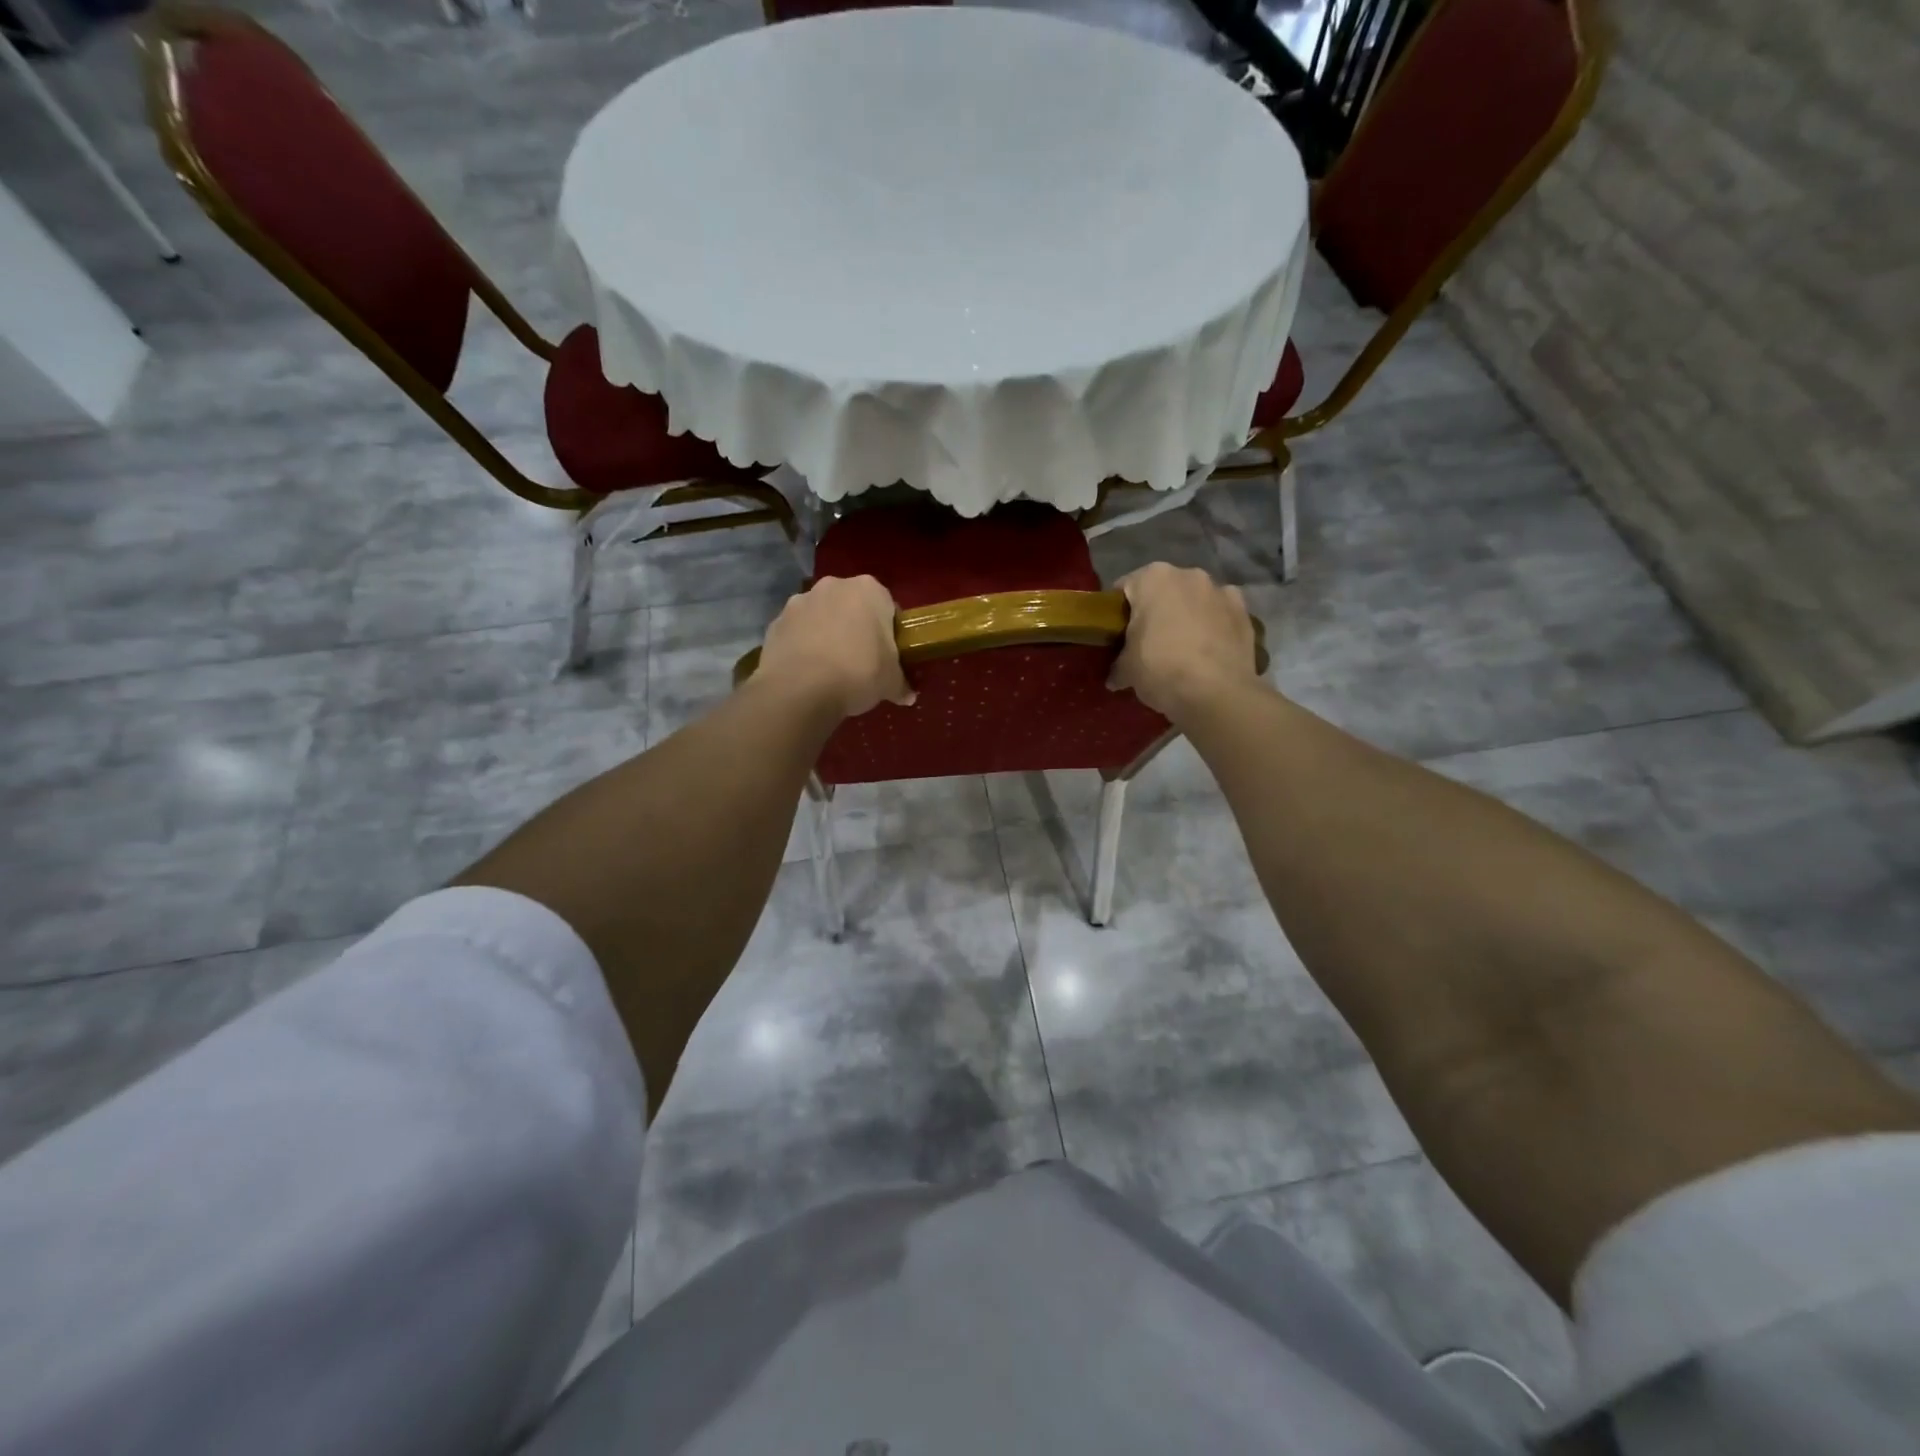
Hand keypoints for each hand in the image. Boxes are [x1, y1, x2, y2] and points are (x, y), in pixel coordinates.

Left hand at [755, 575, 913, 718]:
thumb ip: (901, 684)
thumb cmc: (858, 673)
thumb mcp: (891, 682)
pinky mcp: (775, 622)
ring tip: (830, 668)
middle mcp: (833, 586)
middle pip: (851, 606)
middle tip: (861, 660)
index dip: (889, 631)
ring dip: (827, 633)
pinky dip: (803, 646)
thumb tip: (908, 696)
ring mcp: (799, 601)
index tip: (888, 654)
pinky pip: (797, 632)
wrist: (800, 689)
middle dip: (856, 627)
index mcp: (869, 590)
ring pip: (821, 616)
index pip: (887, 606)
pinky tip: (808, 672)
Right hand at [1109, 563, 1259, 718]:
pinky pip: (1220, 615)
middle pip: (1163, 591)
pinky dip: (1214, 627)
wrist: (1217, 693)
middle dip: (1156, 611)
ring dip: (1187, 616)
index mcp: (1153, 578)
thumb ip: (1118, 665)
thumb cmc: (1160, 669)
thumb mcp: (1127, 670)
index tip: (1117, 634)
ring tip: (1183, 649)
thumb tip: (1115, 678)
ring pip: (1195, 600)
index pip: (1124, 588)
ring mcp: (1221, 591)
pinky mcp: (1245, 612)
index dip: (1117, 612)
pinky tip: (1209, 651)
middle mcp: (1189, 574)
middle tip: (1148, 643)